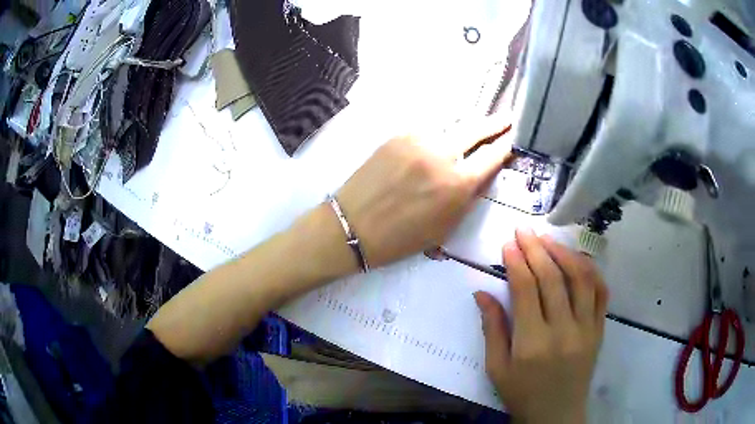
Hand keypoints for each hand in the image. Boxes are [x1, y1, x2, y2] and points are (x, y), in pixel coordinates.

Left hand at [336, 116, 512, 266]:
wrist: (352, 226)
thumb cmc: (401, 237)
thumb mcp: (445, 227)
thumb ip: (469, 197)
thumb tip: (484, 173)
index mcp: (457, 183)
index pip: (492, 156)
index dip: (506, 145)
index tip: (515, 136)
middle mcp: (442, 154)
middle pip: (475, 129)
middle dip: (495, 123)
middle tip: (507, 116)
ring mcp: (418, 139)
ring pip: (451, 125)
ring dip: (466, 126)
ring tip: (476, 126)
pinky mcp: (398, 135)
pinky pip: (427, 130)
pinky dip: (439, 133)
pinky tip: (441, 137)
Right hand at [475, 229, 608, 423]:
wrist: (557, 414)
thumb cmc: (521, 394)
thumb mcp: (497, 368)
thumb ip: (492, 329)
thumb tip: (482, 293)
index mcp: (532, 343)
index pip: (526, 289)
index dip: (516, 262)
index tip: (508, 244)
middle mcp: (563, 330)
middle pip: (553, 278)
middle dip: (536, 249)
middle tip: (524, 231)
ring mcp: (587, 328)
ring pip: (581, 278)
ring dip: (564, 253)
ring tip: (549, 239)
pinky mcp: (599, 329)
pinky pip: (601, 292)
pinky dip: (591, 270)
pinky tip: (579, 259)